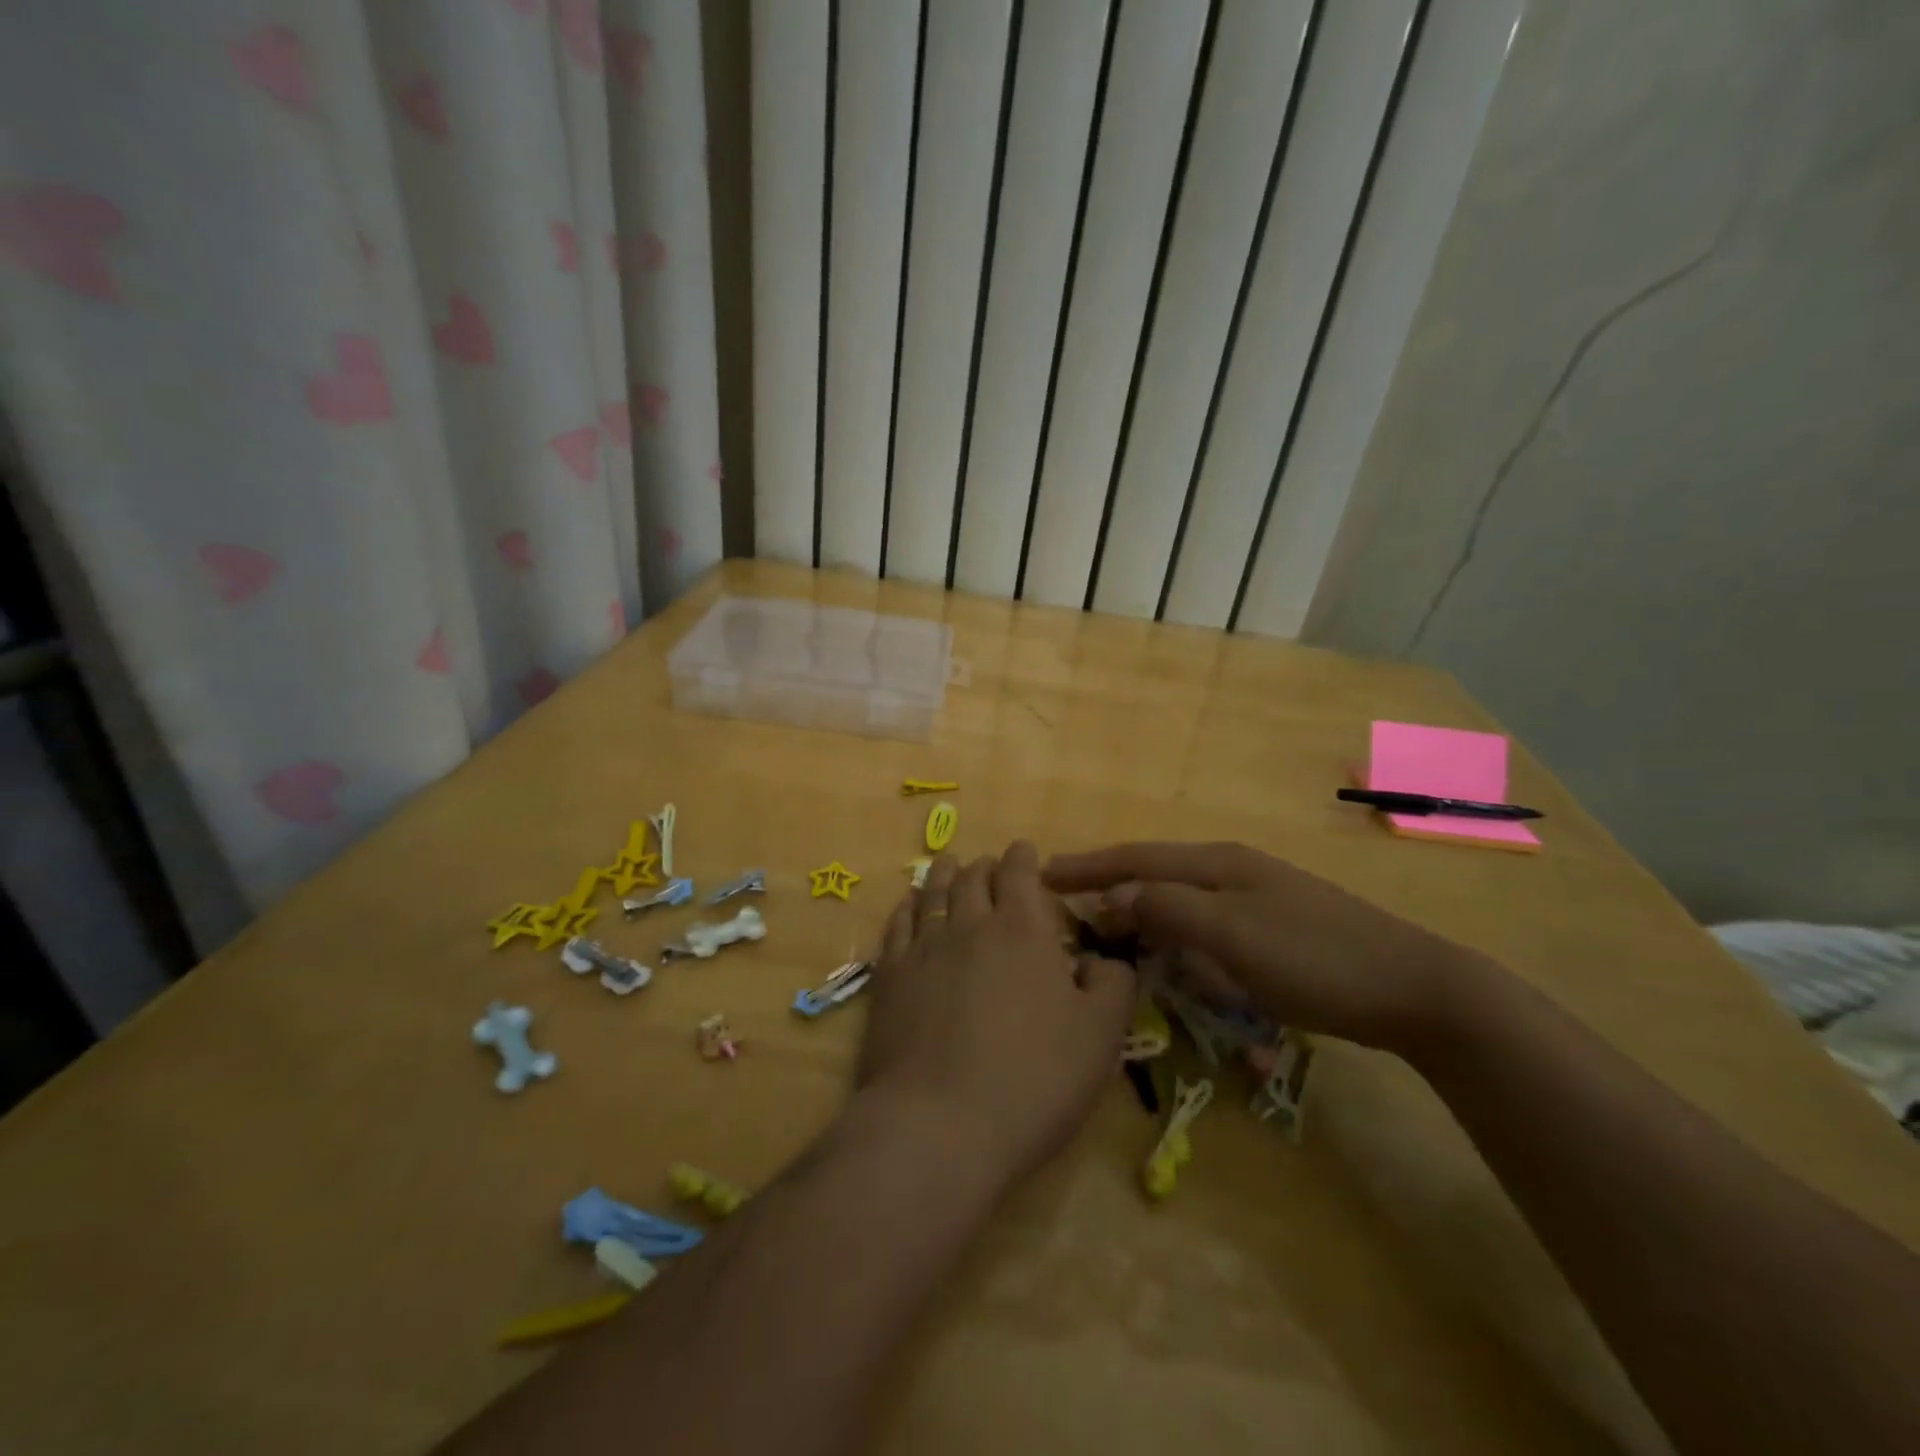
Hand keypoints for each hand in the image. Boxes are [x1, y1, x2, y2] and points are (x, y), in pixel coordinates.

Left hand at [854, 843, 1136, 1188]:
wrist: (939, 1125)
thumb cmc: (1033, 1079)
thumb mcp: (1100, 1036)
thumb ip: (1112, 985)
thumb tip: (1100, 960)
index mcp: (1023, 930)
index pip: (1020, 874)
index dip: (1023, 857)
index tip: (1024, 850)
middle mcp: (969, 925)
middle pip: (973, 878)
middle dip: (985, 865)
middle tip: (990, 864)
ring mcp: (923, 949)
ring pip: (933, 894)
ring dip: (943, 874)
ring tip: (947, 863)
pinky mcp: (888, 978)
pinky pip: (897, 926)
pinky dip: (906, 908)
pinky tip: (909, 907)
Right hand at [1043, 842, 1488, 1054]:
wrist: (1415, 988)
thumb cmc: (1315, 958)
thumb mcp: (1233, 934)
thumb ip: (1168, 909)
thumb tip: (1111, 898)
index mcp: (1218, 863)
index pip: (1135, 858)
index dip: (1087, 866)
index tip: (1041, 874)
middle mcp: (1231, 869)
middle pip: (1154, 871)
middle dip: (1108, 884)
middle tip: (1065, 905)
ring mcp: (1255, 897)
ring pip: (1178, 897)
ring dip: (1139, 908)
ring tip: (1105, 927)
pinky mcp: (1272, 927)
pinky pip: (1203, 922)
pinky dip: (1172, 931)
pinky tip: (1169, 951)